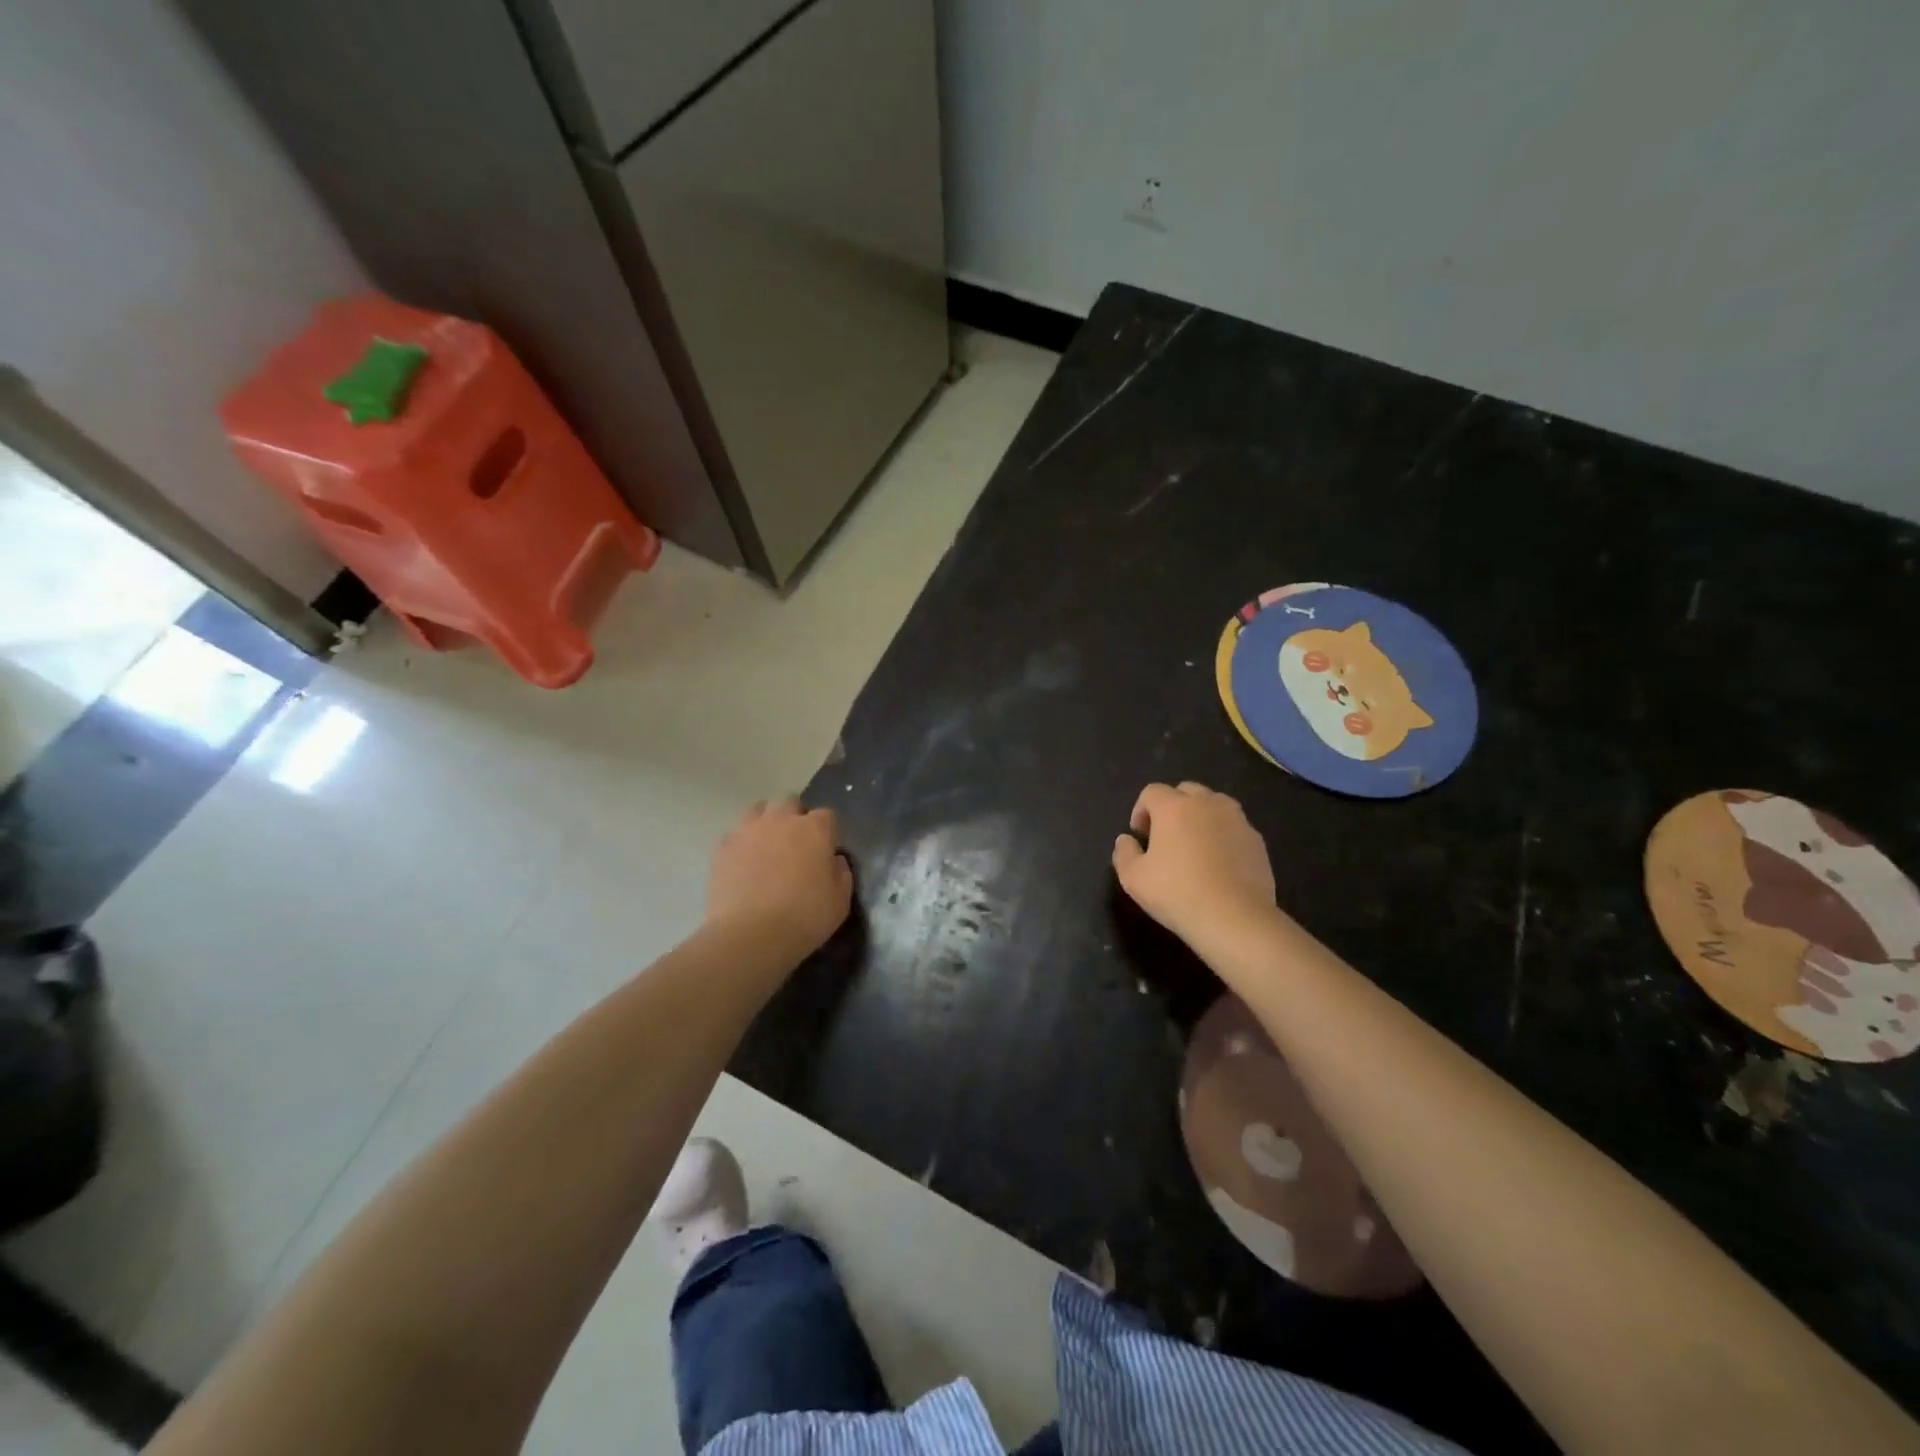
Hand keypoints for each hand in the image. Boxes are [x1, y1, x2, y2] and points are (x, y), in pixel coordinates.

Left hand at [706, 799, 852, 959]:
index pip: (827, 815)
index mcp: (815, 830)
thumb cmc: (804, 918)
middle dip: (795, 816)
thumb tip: (834, 860)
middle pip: (789, 802)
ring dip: (766, 822)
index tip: (826, 850)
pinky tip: (743, 864)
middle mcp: (781, 820)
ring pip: (758, 810)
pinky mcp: (722, 848)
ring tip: (767, 846)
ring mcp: (748, 831)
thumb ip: (841, 874)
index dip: (828, 831)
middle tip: (796, 843)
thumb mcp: (840, 902)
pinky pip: (734, 835)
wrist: (750, 935)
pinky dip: (741, 844)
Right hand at [1111, 782, 1276, 947]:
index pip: (1152, 792)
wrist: (1235, 918)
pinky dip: (1223, 836)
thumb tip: (1126, 840)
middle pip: (1186, 791)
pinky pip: (1234, 827)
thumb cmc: (1176, 893)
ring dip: (1201, 817)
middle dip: (1172, 807)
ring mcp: (1237, 820)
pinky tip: (1219, 864)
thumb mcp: (1133, 878)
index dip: (1141, 810)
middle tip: (1166, 837)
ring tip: (1195, 846)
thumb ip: (1124, 853)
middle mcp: (1207, 804)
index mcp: (1174, 807)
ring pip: (1215, 805)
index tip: (1140, 836)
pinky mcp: (1257, 840)